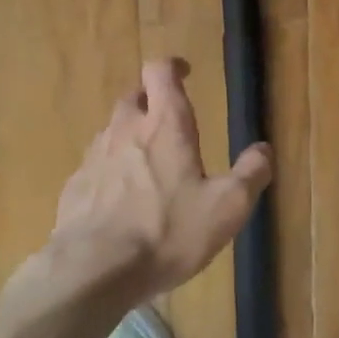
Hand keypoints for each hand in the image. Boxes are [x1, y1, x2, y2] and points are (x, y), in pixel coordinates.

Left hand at [48, 59, 273, 301]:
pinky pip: (96, 165)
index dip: (173, 66)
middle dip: (152, 101)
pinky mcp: (75, 186)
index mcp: (165, 126)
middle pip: (134, 96)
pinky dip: (111, 170)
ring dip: (130, 136)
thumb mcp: (227, 208)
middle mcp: (125, 130)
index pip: (160, 71)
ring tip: (148, 164)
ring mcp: (95, 157)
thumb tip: (263, 149)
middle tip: (169, 122)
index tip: (185, 72)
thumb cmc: (166, 232)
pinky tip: (121, 200)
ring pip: (113, 130)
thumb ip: (250, 174)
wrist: (93, 270)